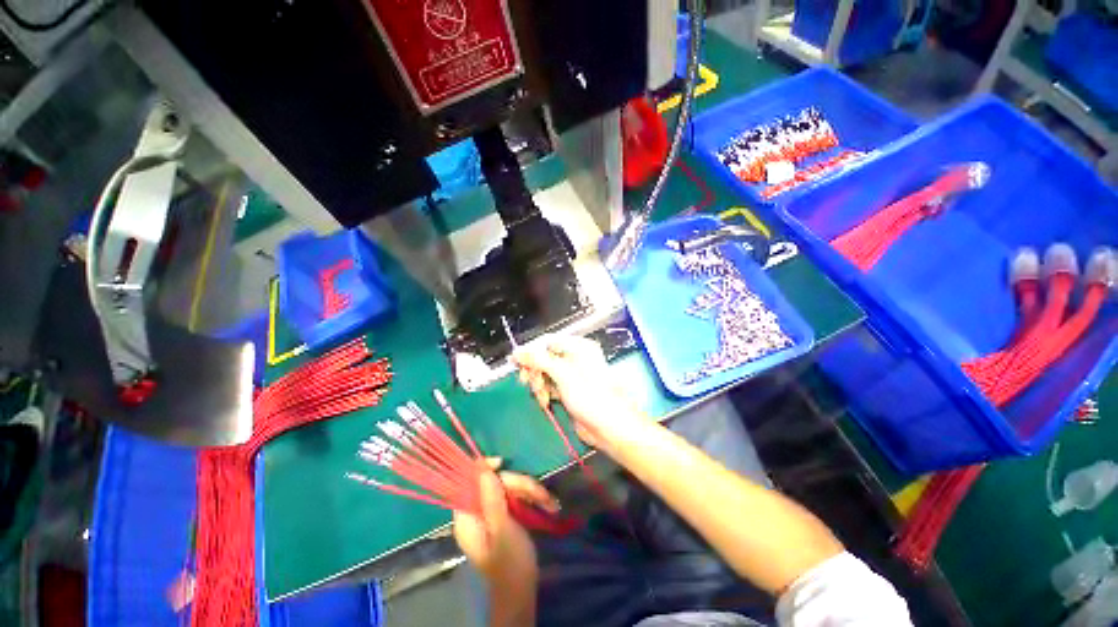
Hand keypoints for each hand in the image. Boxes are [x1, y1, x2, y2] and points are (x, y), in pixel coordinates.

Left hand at [453, 461, 554, 585]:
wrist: (521, 590)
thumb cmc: (509, 563)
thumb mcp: (502, 529)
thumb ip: (491, 499)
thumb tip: (483, 470)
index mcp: (467, 516)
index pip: (469, 482)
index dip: (484, 469)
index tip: (502, 464)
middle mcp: (477, 511)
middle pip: (495, 483)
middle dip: (518, 485)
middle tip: (539, 494)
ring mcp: (491, 513)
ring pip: (509, 488)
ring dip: (530, 491)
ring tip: (550, 503)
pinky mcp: (504, 516)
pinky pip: (516, 497)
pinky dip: (531, 498)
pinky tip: (548, 504)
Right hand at [513, 335, 641, 448]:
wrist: (608, 427)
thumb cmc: (590, 395)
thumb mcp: (563, 374)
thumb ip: (539, 361)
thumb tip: (517, 352)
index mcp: (578, 347)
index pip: (547, 342)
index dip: (530, 351)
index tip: (515, 363)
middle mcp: (574, 357)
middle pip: (544, 358)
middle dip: (535, 371)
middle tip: (529, 383)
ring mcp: (571, 375)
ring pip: (544, 373)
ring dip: (539, 385)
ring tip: (543, 397)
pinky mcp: (568, 390)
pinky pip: (549, 386)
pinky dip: (544, 393)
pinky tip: (546, 402)